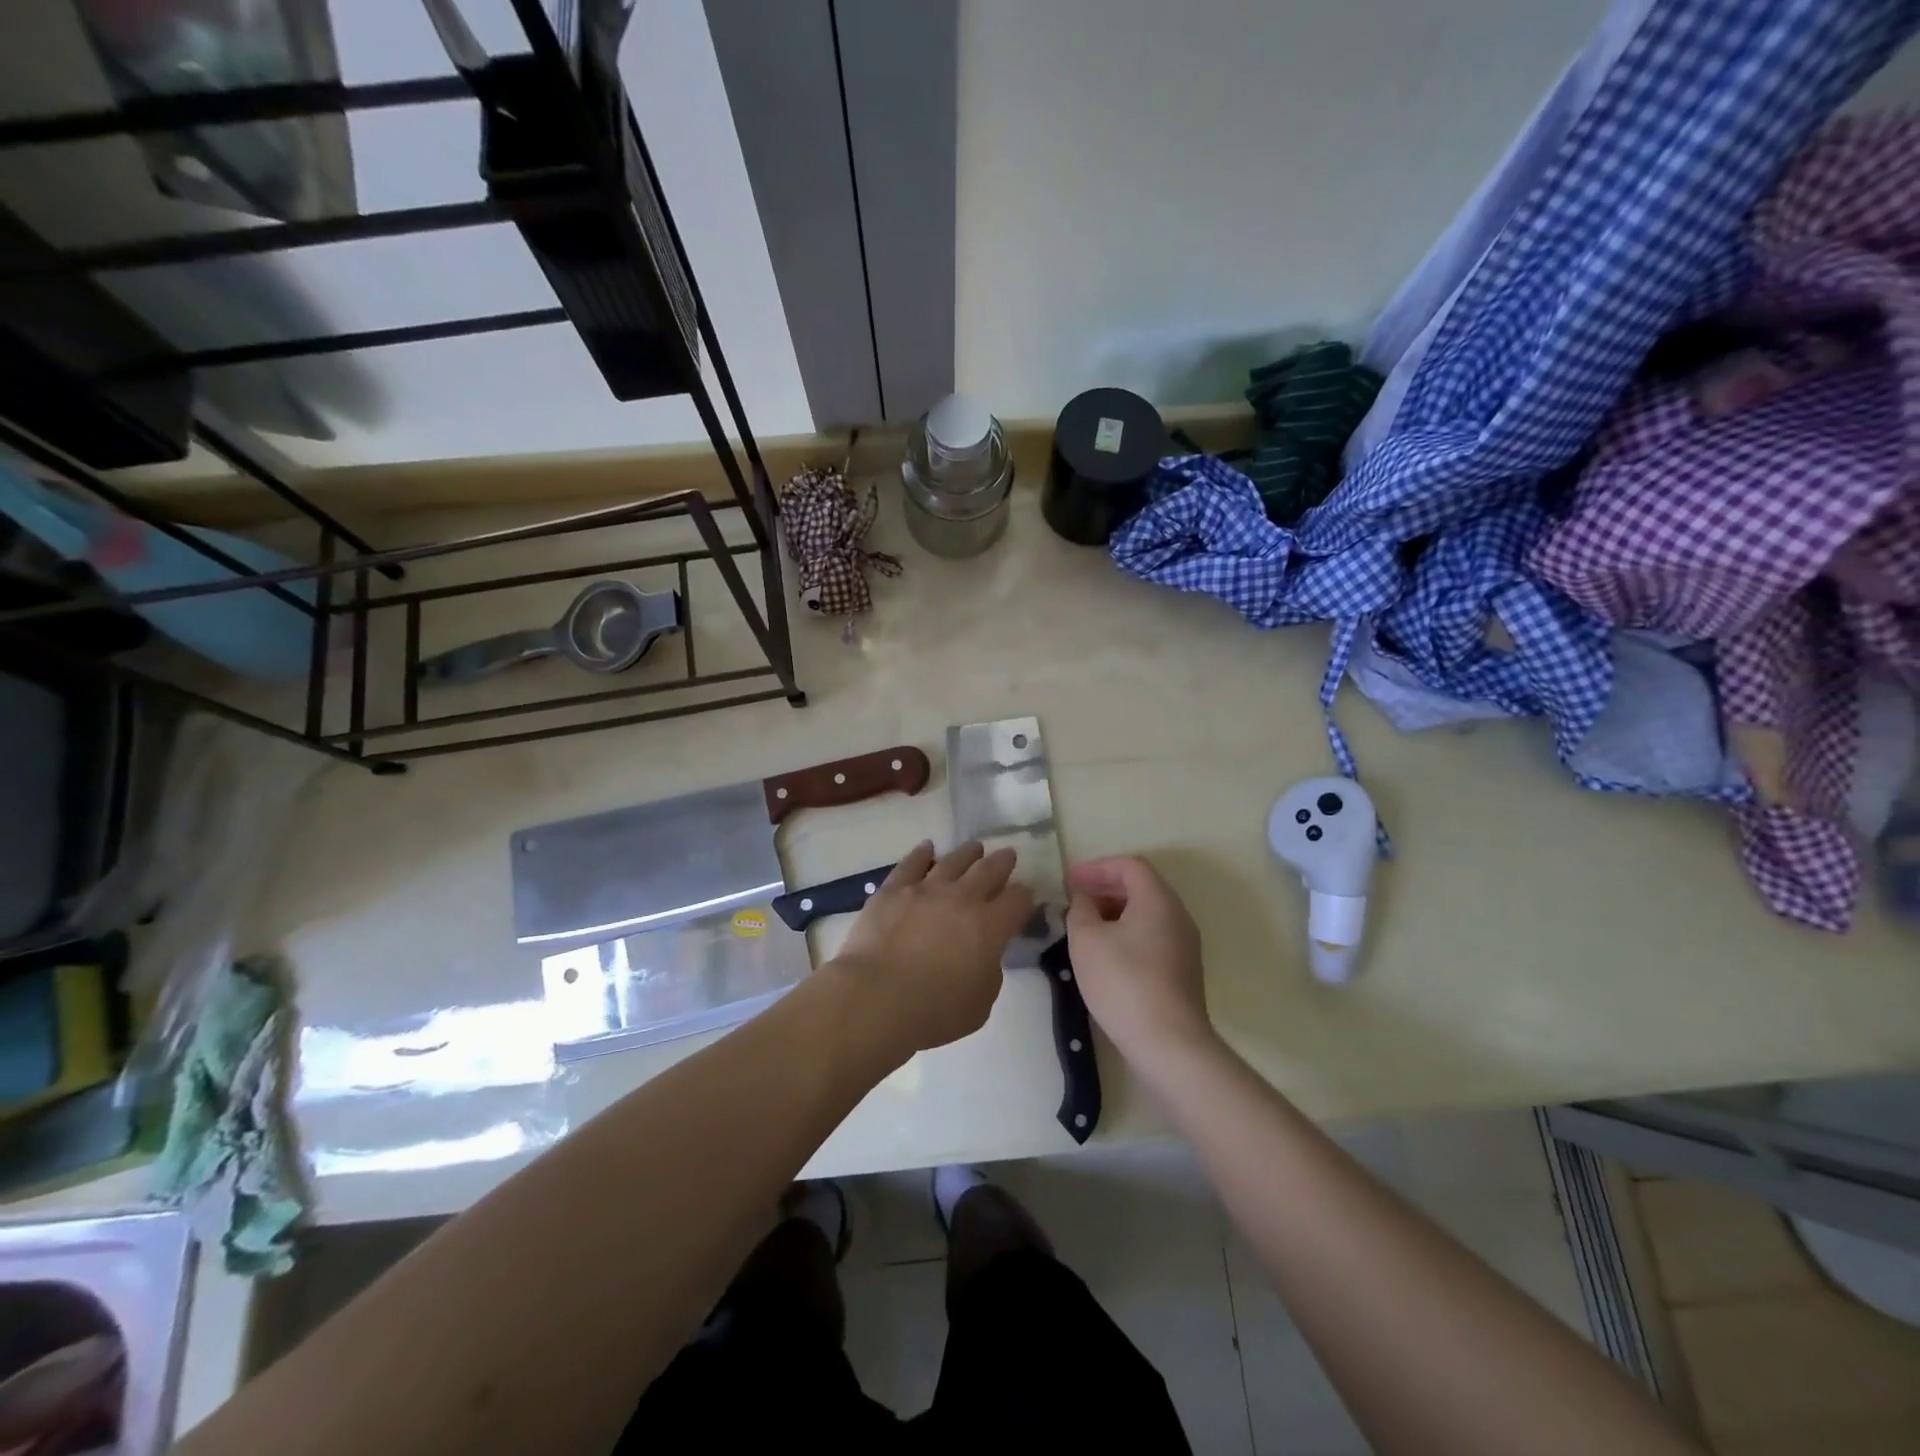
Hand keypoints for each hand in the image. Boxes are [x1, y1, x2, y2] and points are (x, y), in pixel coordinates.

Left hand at [827, 840, 1033, 1058]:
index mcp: (990, 926)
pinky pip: (911, 863)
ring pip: (954, 860)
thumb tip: (984, 954)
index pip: (1018, 900)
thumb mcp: (981, 1003)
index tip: (1025, 897)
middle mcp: (963, 898)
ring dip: (968, 853)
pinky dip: (922, 853)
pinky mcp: (893, 890)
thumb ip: (989, 971)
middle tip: (1007, 856)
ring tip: (975, 848)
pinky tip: (927, 848)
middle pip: (990, 869)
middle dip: (1002, 862)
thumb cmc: (934, 1010)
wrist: (877, 997)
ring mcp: (926, 889)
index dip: (1025, 897)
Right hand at [1065, 856, 1216, 1073]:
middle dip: (1105, 888)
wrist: (1169, 1043)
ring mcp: (1185, 945)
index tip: (1070, 881)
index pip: (1130, 866)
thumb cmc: (1123, 982)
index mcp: (1158, 900)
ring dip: (1115, 912)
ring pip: (1147, 913)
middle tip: (1075, 901)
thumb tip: (1084, 900)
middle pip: (1141, 887)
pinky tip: (1105, 955)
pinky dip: (1127, 933)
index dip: (1097, 867)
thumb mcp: (1086, 940)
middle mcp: (1178, 915)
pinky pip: (1153, 936)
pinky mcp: (1183, 971)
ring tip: (1085, 927)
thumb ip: (1080, 910)